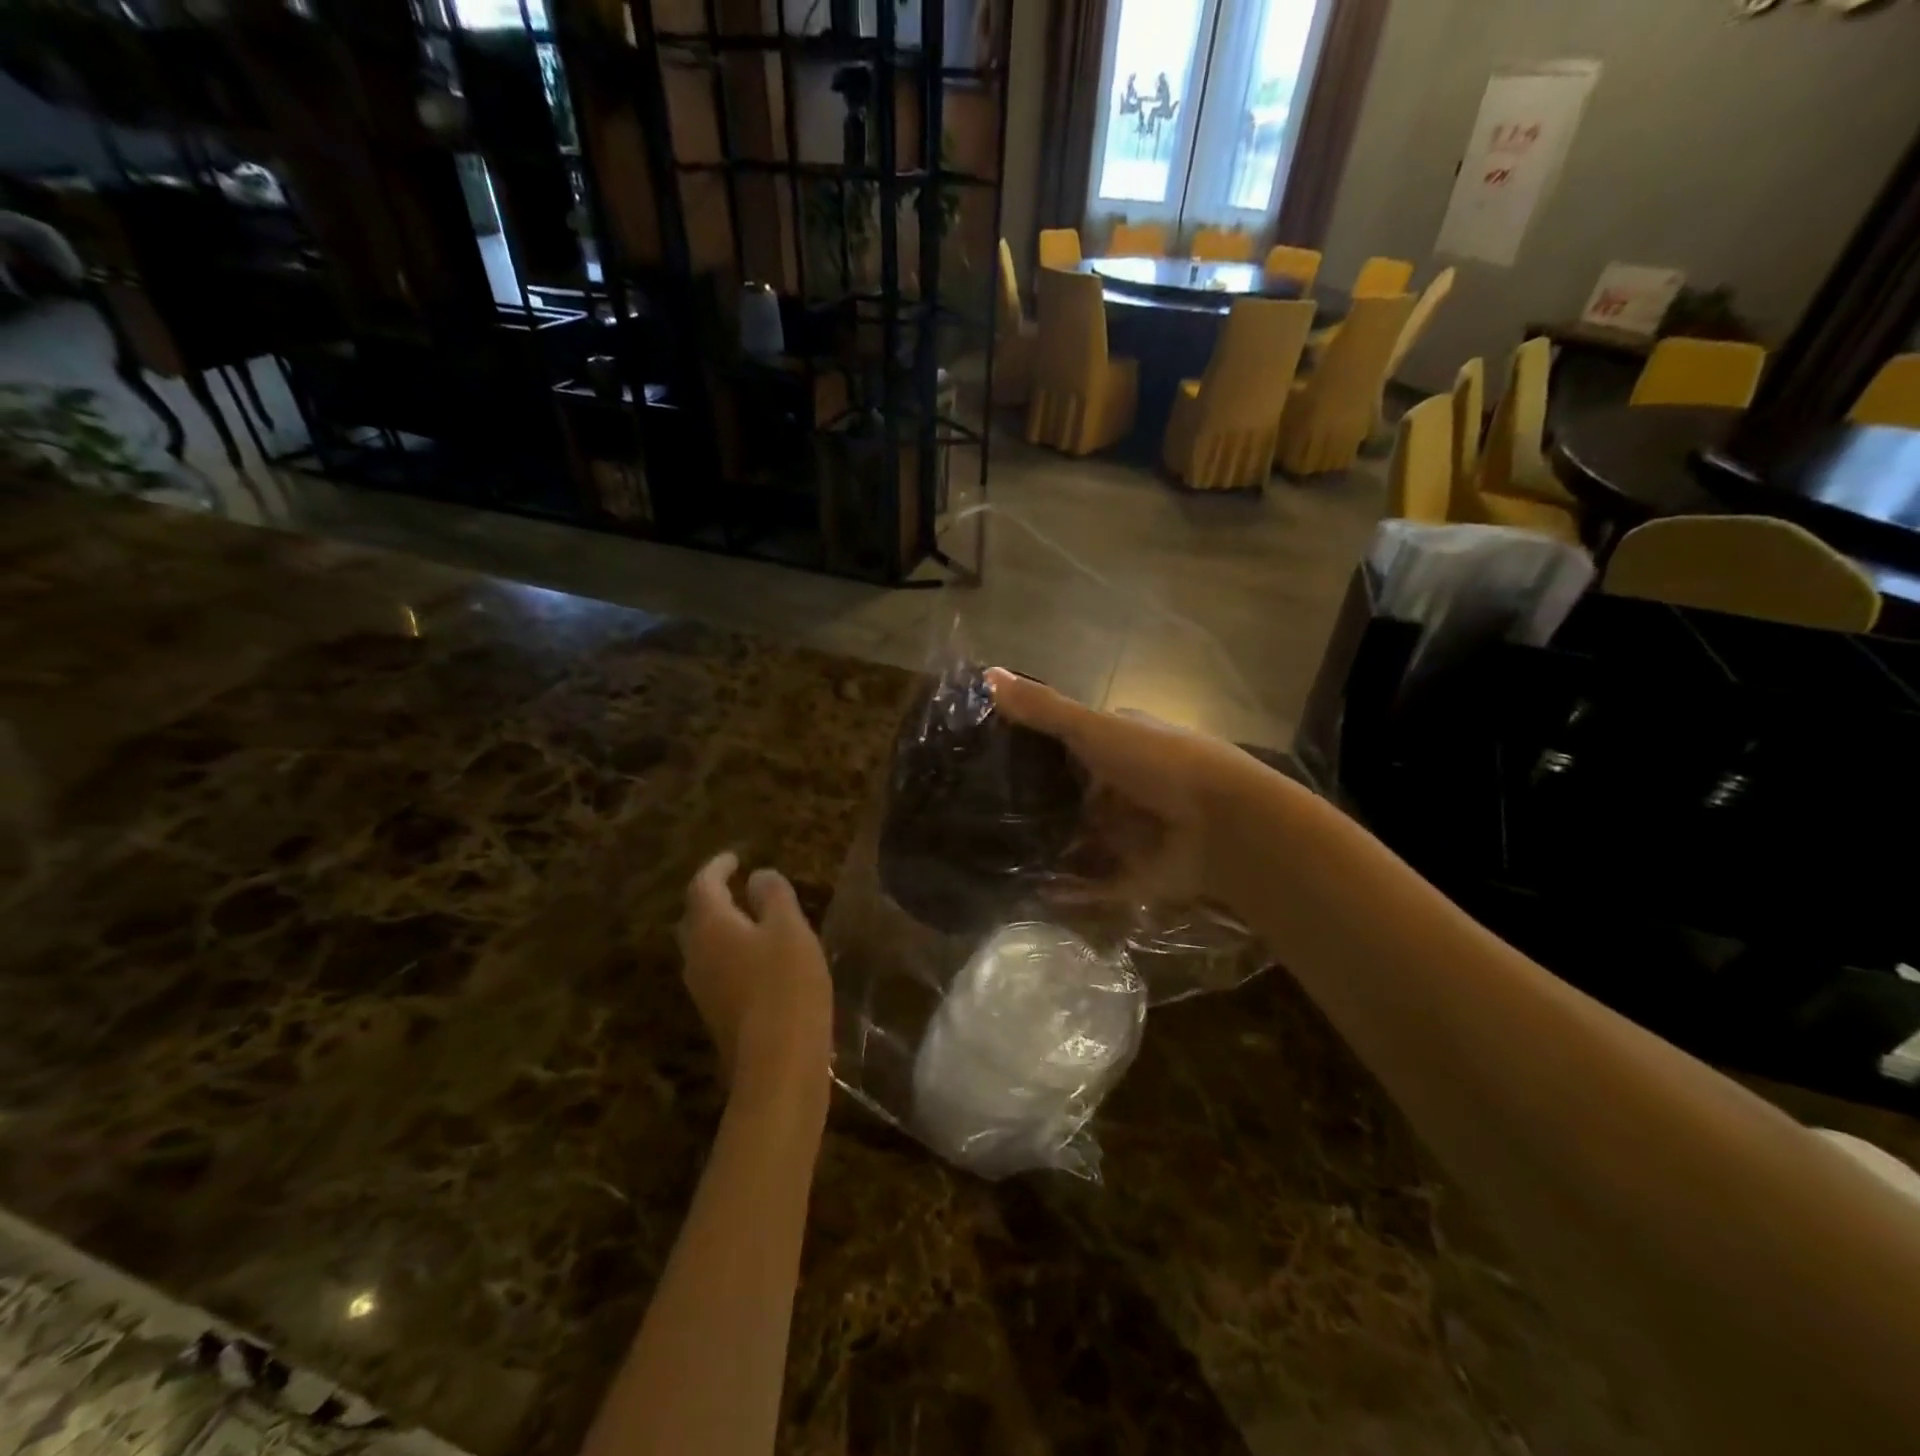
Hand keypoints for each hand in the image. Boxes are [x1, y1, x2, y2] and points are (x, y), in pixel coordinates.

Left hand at [678, 852, 832, 1115]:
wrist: (778, 1065)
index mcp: (710, 927)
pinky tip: (759, 961)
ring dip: (723, 928)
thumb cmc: (786, 984)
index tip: (733, 857)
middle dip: (713, 898)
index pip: (702, 886)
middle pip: (696, 918)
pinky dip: (733, 953)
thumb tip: (757, 877)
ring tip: (751, 919)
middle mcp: (696, 956)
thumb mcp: (790, 929)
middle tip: (737, 886)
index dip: (717, 867)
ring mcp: (703, 990)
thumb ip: (773, 896)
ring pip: (705, 947)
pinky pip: (718, 970)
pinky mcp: (718, 1015)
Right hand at [984, 667, 1266, 900]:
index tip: (985, 760)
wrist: (1224, 824)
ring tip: (993, 859)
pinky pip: (1095, 884)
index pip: (1069, 744)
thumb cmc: (1158, 763)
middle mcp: (1124, 786)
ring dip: (1049, 850)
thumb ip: (1044, 708)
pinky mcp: (1137, 874)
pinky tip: (1031, 895)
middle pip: (1072, 795)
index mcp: (1120, 745)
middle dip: (1036, 806)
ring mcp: (1132, 833)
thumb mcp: (1094, 728)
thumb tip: (986, 672)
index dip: (1032, 750)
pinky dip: (1069, 892)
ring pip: (1081, 841)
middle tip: (980, 816)